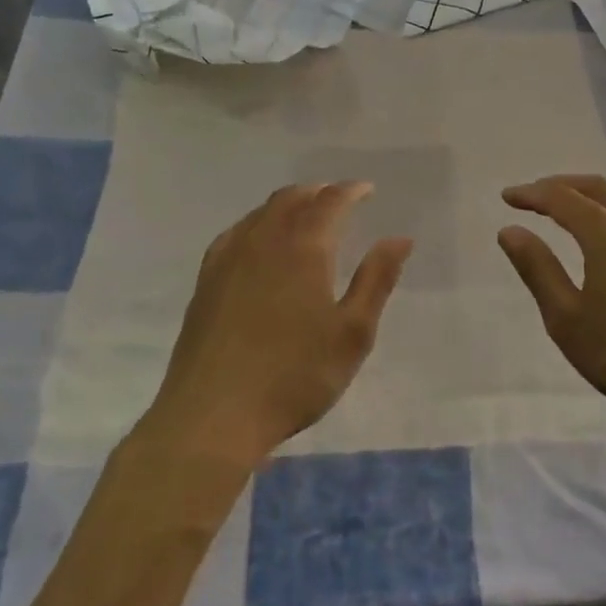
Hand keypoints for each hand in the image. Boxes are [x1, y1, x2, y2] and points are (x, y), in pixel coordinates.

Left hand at [144, 182, 411, 467]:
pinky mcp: (206, 282)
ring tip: (305, 215)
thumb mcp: (352, 333)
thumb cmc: (296, 376)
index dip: (351, 191)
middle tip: (339, 199)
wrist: (214, 415)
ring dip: (288, 205)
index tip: (367, 190)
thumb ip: (376, 280)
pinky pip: (235, 234)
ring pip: (260, 214)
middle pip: (291, 199)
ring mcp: (228, 260)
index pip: (330, 202)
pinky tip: (258, 242)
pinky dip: (257, 224)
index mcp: (304, 248)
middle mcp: (263, 242)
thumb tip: (399, 238)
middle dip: (318, 193)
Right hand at [498, 175, 605, 428]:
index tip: (507, 197)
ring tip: (565, 211)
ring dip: (589, 198)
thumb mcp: (566, 319)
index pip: (562, 198)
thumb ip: (538, 269)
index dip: (531, 194)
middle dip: (560, 186)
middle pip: (596, 188)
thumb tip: (510, 231)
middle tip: (533, 196)